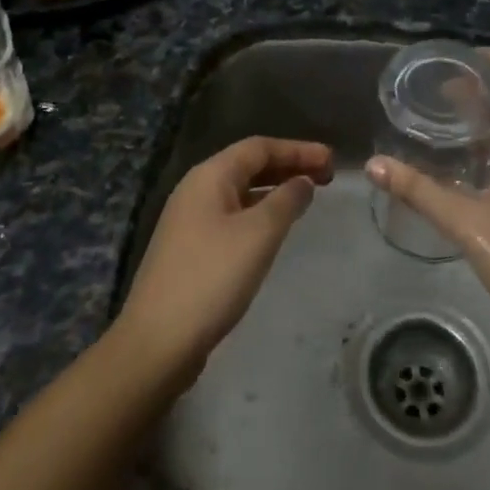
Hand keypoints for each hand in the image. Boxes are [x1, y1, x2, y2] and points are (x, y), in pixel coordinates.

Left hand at [116, 136, 332, 378]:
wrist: (157, 342)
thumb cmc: (212, 278)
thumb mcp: (258, 235)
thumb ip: (286, 201)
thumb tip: (303, 181)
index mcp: (209, 176)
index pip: (259, 147)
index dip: (298, 150)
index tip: (332, 160)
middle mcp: (196, 189)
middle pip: (249, 165)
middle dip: (288, 166)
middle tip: (327, 177)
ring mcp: (190, 219)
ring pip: (241, 191)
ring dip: (275, 189)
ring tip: (307, 197)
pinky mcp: (191, 248)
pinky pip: (233, 215)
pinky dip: (259, 212)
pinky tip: (275, 228)